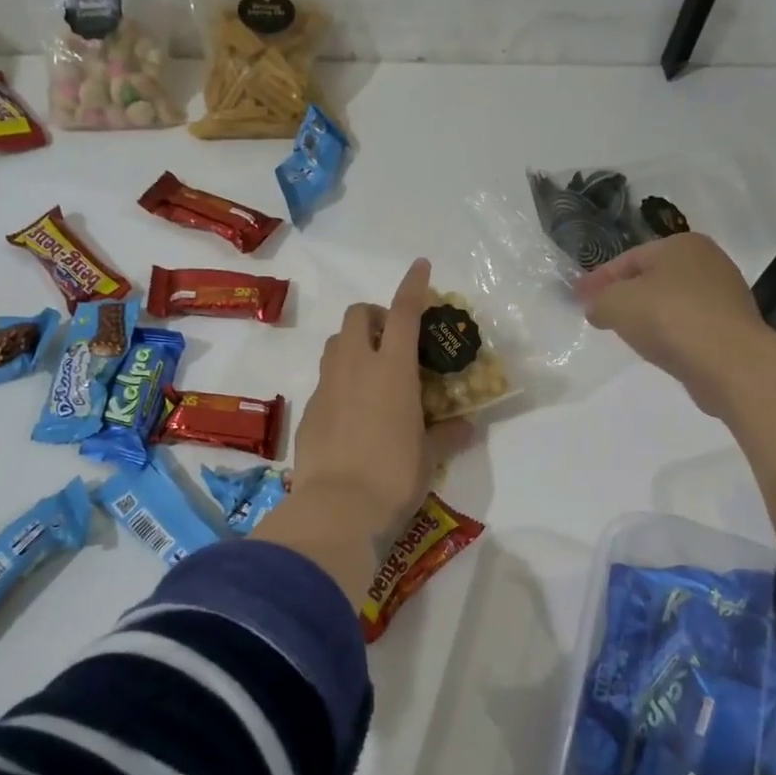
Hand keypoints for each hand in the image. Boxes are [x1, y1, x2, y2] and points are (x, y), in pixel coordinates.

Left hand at [281, 258, 467, 547]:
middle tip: (393, 341)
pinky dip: (340, 380)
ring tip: (372, 372)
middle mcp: (355, 366)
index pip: (404, 311)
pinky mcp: (308, 410)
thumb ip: (447, 434)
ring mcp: (326, 386)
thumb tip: (467, 426)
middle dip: (375, 316)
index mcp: (392, 369)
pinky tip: (353, 412)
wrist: (337, 508)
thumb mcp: (430, 455)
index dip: (413, 284)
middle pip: (358, 315)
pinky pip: (325, 380)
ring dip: (355, 344)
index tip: (421, 266)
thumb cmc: (394, 476)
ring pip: (336, 343)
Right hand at [575, 234, 771, 415]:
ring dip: (647, 314)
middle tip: (598, 313)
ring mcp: (724, 295)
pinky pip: (688, 324)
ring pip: (671, 301)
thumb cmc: (669, 319)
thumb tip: (597, 308)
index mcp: (681, 244)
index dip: (598, 278)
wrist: (730, 362)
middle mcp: (708, 261)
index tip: (577, 297)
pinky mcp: (731, 327)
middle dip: (623, 294)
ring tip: (624, 333)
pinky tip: (656, 347)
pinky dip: (668, 332)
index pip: (628, 258)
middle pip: (652, 277)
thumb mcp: (616, 304)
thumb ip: (599, 301)